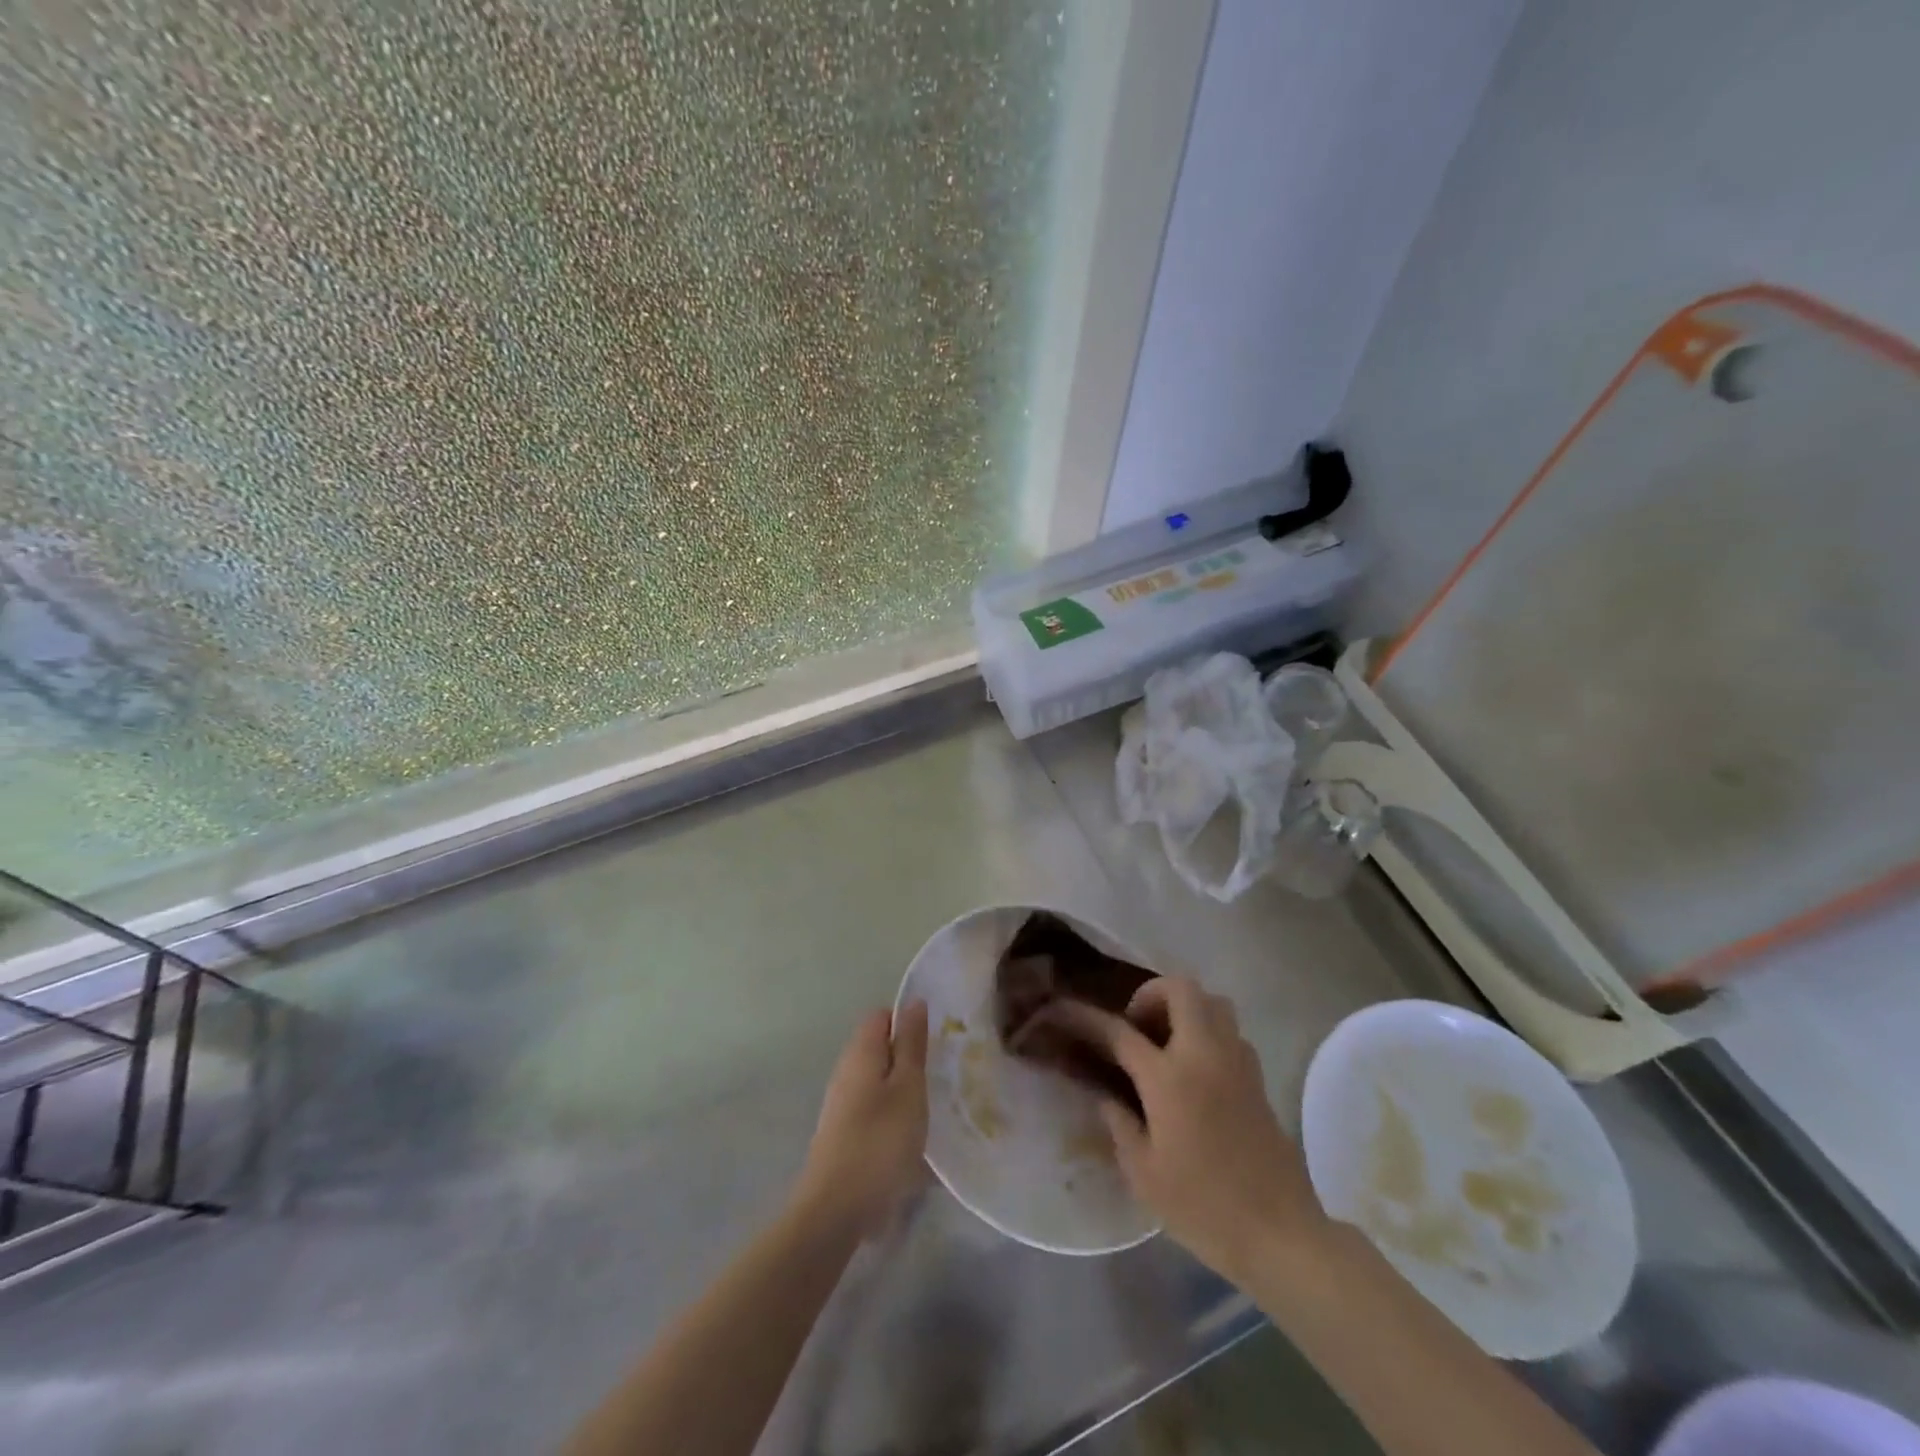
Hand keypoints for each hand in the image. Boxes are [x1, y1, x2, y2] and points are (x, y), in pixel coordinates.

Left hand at [793, 1003, 929, 1237]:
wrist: (835, 1210)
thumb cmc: (880, 1141)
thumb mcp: (908, 1088)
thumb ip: (911, 1044)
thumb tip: (914, 1002)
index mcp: (861, 1052)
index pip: (882, 1016)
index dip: (908, 1022)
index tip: (936, 1041)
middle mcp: (846, 1071)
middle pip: (880, 1048)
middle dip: (909, 1057)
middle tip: (940, 1075)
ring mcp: (841, 1104)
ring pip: (878, 1081)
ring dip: (903, 1089)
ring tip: (931, 1107)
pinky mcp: (843, 1134)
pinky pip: (873, 1109)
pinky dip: (893, 1115)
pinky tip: (911, 1137)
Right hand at [1043, 978, 1325, 1281]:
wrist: (1280, 1235)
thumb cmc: (1204, 1208)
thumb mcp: (1144, 1174)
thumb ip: (1120, 1125)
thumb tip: (1108, 1097)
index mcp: (1169, 1078)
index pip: (1120, 1032)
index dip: (1087, 1018)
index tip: (1064, 1010)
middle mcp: (1205, 1055)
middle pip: (1181, 989)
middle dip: (1152, 994)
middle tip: (1136, 1026)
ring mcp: (1237, 1063)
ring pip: (1213, 1002)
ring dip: (1185, 1008)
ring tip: (1166, 1042)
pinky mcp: (1258, 1079)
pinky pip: (1231, 1031)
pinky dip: (1209, 1032)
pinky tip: (1196, 1069)